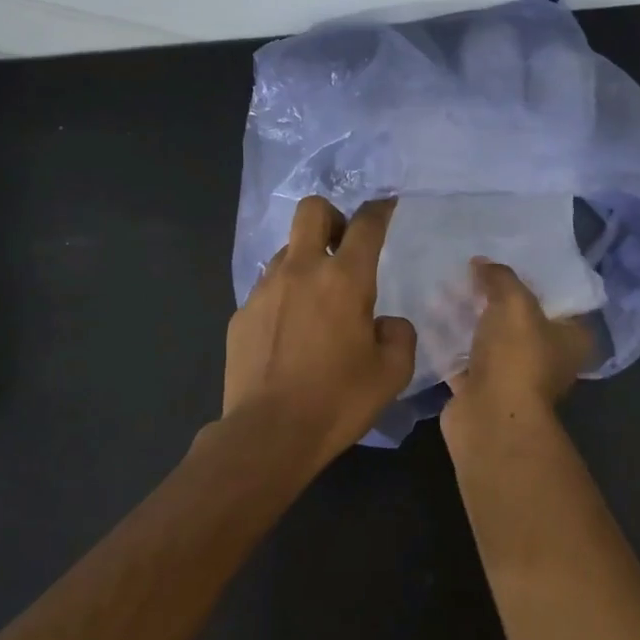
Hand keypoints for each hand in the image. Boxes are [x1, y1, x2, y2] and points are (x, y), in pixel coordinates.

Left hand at [223, 197, 415, 469]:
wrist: (269, 433)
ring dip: (304, 260)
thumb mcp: (392, 373)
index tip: (386, 207)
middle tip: (343, 246)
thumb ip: (398, 335)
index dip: (380, 209)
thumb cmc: (338, 401)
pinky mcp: (241, 314)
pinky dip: (283, 295)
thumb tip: (385, 323)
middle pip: (312, 210)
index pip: (366, 224)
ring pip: (285, 250)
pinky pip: (266, 288)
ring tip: (315, 299)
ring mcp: (264, 290)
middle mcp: (301, 271)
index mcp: (344, 279)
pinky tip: (288, 331)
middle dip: (332, 216)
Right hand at [442, 259, 592, 436]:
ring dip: (469, 319)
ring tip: (444, 289)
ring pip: (490, 339)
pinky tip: (431, 319)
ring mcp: (513, 376)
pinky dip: (449, 343)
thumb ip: (500, 277)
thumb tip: (481, 262)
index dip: (534, 278)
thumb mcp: (514, 303)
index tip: (507, 259)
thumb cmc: (517, 357)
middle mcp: (547, 358)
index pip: (558, 299)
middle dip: (494, 297)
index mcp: (572, 338)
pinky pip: (464, 358)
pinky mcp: (482, 390)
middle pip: (520, 318)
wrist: (489, 418)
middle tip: (469, 270)